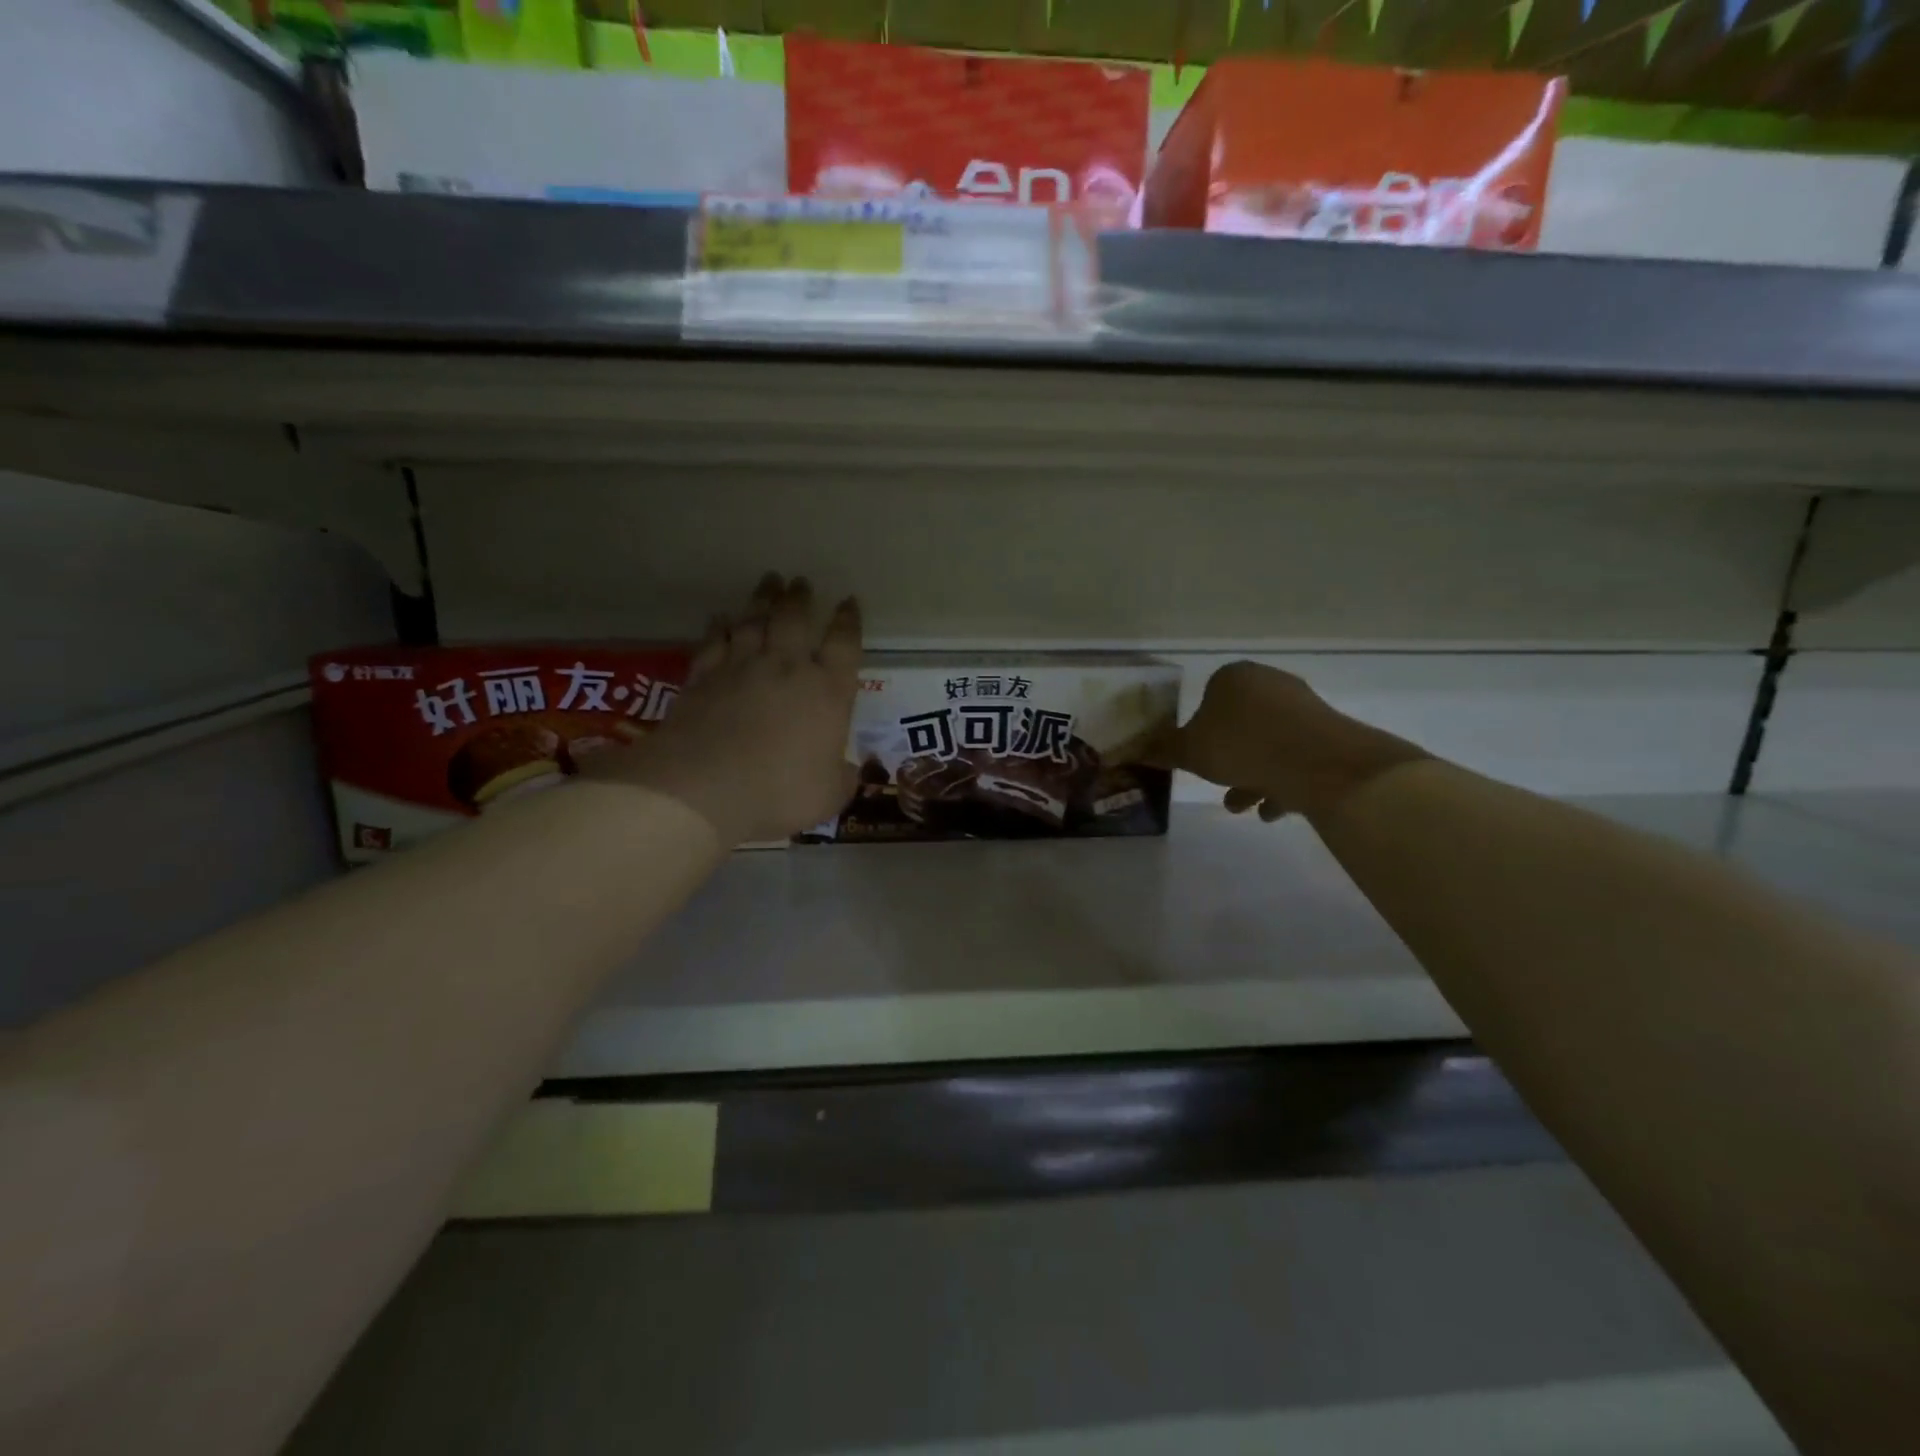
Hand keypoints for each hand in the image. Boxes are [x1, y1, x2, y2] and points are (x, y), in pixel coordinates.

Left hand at [586, 574, 861, 844]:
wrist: (704, 787)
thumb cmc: (779, 792)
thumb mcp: (830, 795)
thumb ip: (844, 778)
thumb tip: (851, 770)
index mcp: (828, 691)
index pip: (844, 644)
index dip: (848, 621)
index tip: (848, 602)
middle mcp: (787, 667)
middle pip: (795, 619)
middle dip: (800, 598)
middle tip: (800, 582)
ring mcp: (741, 667)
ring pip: (754, 620)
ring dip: (762, 599)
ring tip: (769, 581)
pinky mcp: (703, 677)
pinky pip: (714, 641)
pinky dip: (719, 626)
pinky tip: (720, 617)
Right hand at [1150, 661, 1428, 822]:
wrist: (1318, 762)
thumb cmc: (1241, 745)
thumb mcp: (1189, 752)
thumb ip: (1162, 751)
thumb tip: (1132, 750)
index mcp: (1234, 677)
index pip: (1208, 697)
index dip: (1198, 730)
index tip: (1195, 757)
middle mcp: (1270, 684)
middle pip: (1239, 724)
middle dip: (1227, 759)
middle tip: (1216, 784)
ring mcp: (1303, 708)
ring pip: (1267, 744)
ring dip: (1251, 776)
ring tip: (1241, 807)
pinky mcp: (1329, 735)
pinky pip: (1295, 759)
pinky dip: (1281, 782)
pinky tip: (1271, 811)